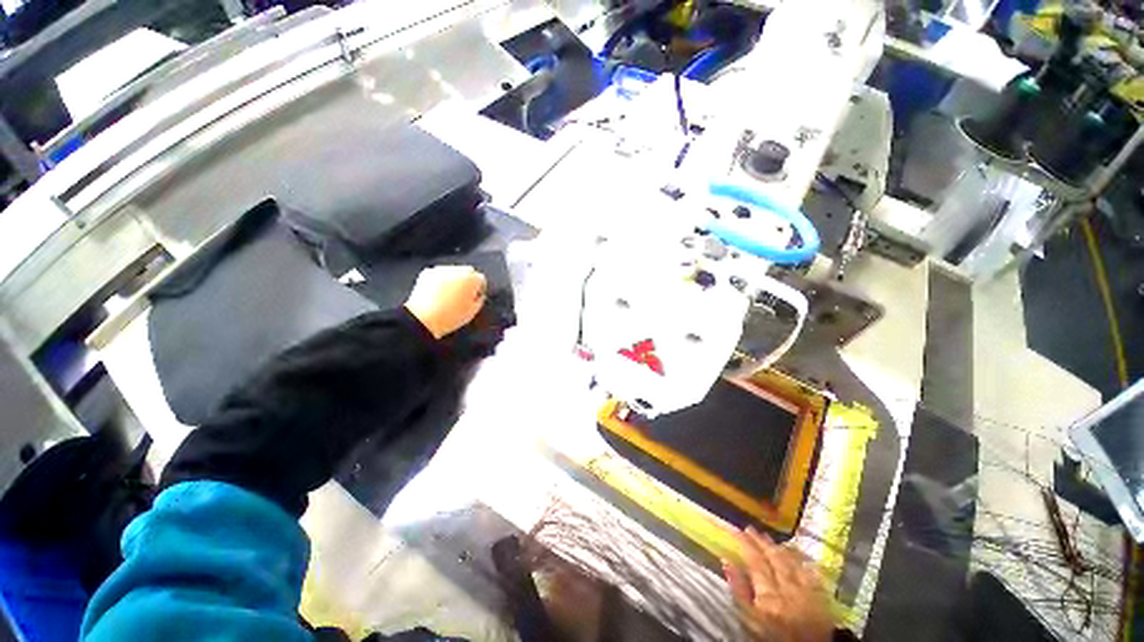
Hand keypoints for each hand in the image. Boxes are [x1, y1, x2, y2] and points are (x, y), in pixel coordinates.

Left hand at [404, 266, 486, 338]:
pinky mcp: (428, 272)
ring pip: (453, 272)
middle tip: (464, 296)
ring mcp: (442, 270)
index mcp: (472, 279)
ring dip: (454, 280)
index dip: (480, 290)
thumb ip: (480, 301)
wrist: (424, 318)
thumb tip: (479, 297)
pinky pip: (439, 274)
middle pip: (468, 272)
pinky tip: (439, 294)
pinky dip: (440, 281)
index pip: (481, 279)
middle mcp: (458, 270)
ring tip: (449, 296)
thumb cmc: (449, 316)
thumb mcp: (472, 312)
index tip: (476, 297)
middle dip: (468, 282)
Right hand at [722, 527, 831, 641]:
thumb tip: (726, 560)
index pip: (755, 562)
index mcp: (768, 595)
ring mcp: (806, 590)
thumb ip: (738, 591)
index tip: (737, 530)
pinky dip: (799, 559)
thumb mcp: (749, 619)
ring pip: (790, 562)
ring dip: (778, 547)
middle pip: (773, 558)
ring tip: (767, 537)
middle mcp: (788, 588)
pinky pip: (809, 571)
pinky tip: (793, 552)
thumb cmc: (772, 637)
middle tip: (750, 529)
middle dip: (761, 542)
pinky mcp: (820, 595)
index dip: (746, 544)